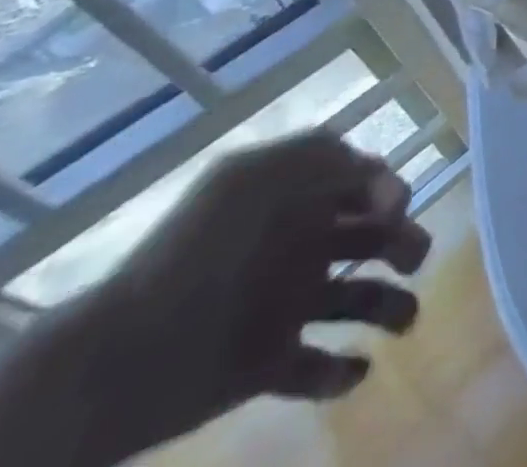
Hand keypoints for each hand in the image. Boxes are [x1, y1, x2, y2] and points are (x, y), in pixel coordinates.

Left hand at [72, 132, 432, 458]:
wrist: (113, 364)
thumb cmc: (194, 256)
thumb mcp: (252, 178)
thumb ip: (320, 156)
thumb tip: (370, 166)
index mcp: (293, 203)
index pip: (362, 182)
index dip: (389, 189)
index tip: (393, 211)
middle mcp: (295, 248)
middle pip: (370, 236)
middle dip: (404, 241)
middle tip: (413, 260)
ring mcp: (281, 308)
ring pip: (358, 298)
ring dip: (392, 306)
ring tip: (404, 322)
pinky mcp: (266, 365)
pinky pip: (317, 366)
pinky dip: (344, 371)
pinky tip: (355, 369)